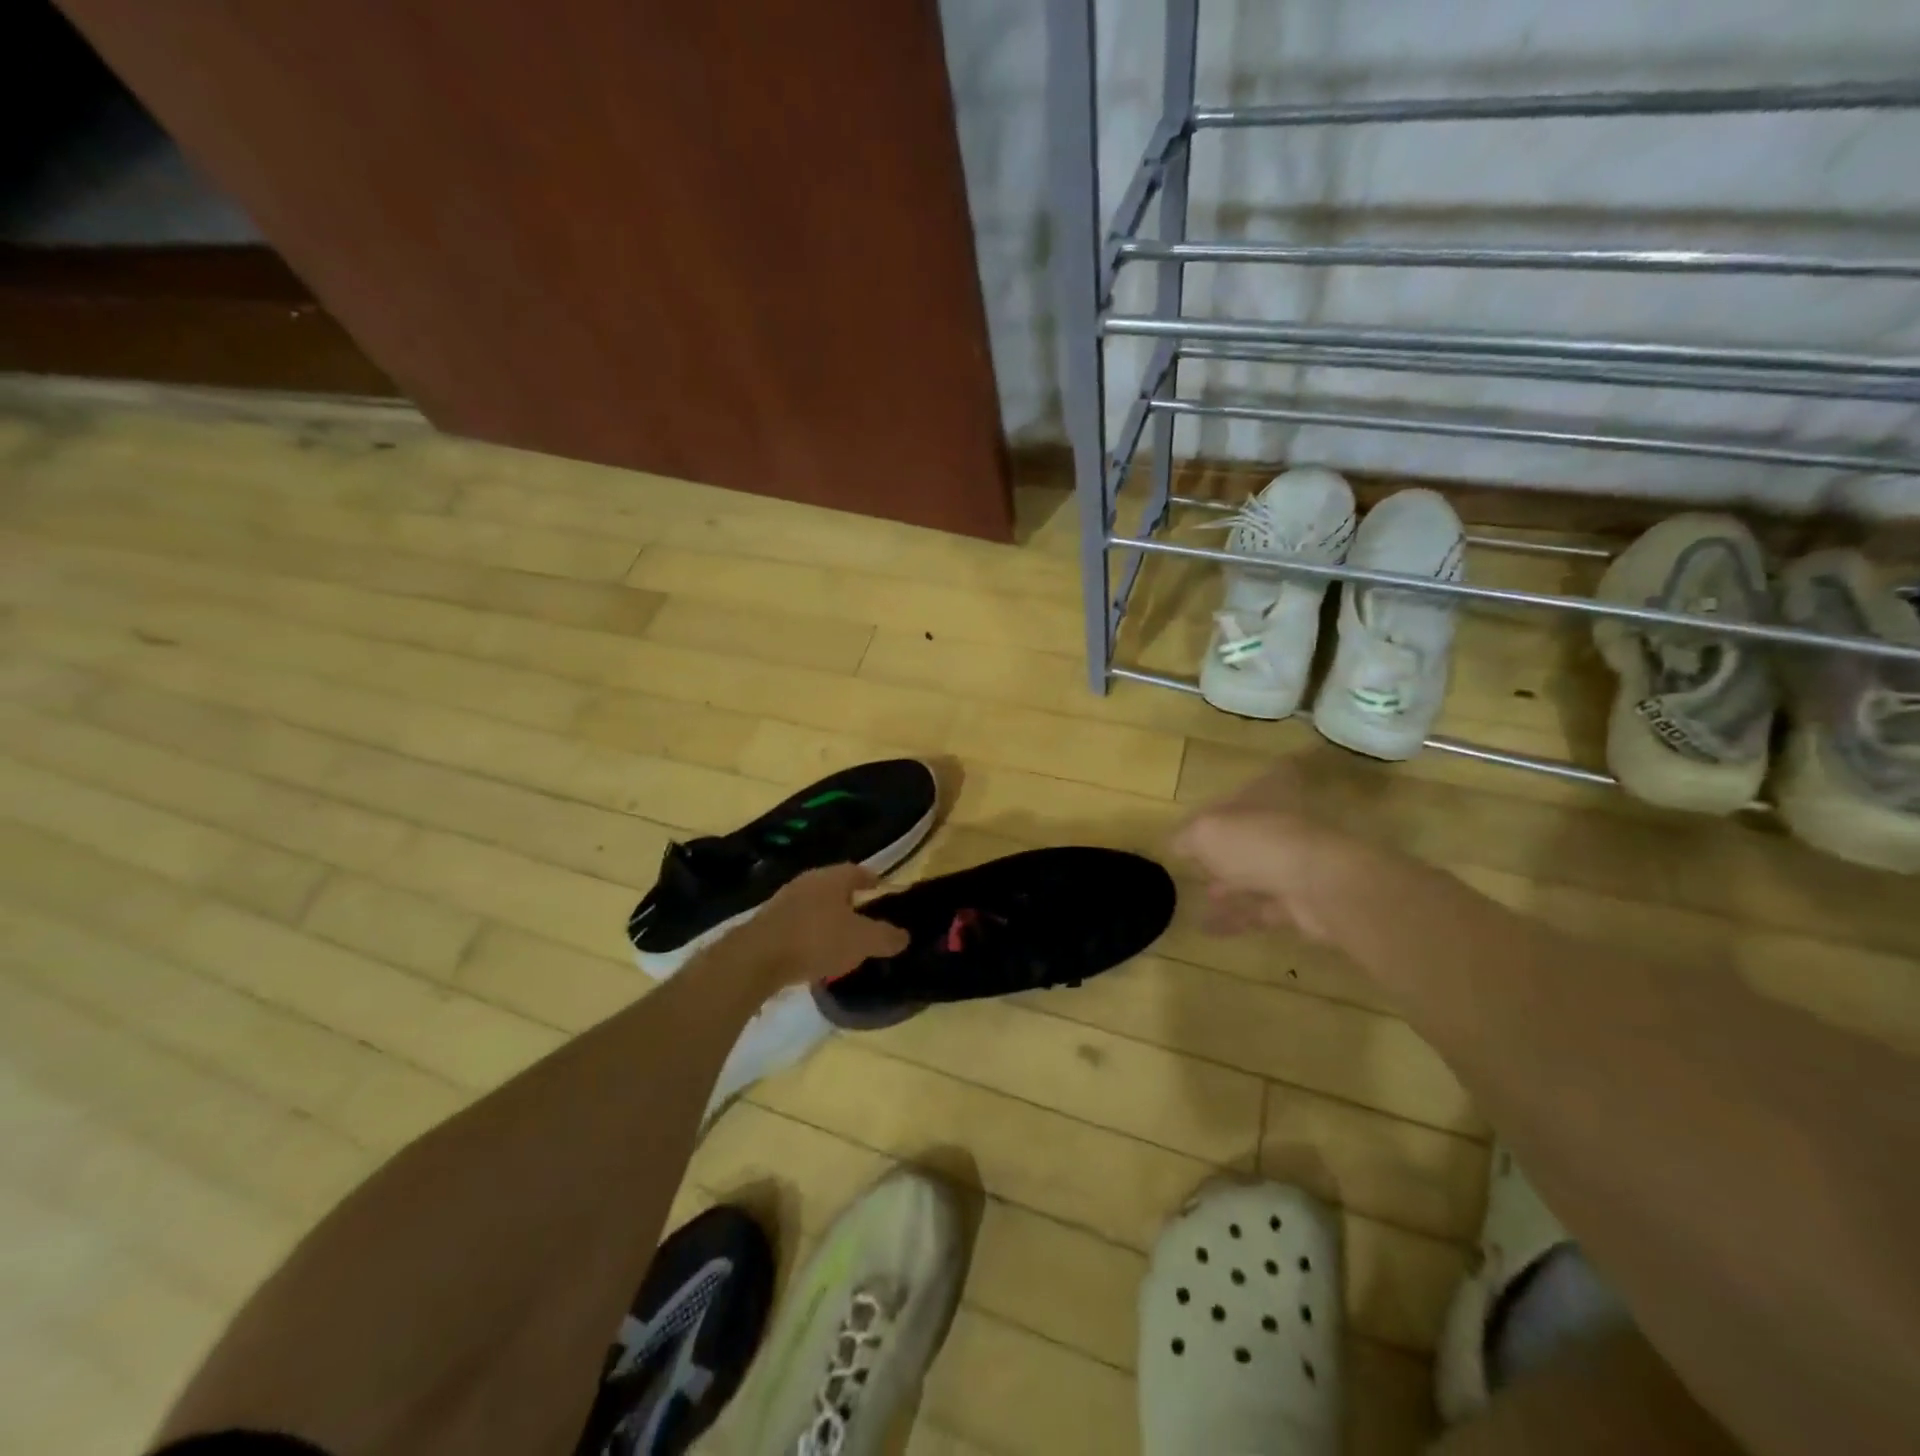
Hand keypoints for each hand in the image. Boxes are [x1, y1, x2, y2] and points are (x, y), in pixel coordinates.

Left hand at [720, 863, 909, 992]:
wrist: (757, 958)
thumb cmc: (817, 940)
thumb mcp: (862, 941)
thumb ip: (886, 937)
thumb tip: (904, 936)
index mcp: (833, 878)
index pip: (858, 871)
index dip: (871, 879)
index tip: (881, 887)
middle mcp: (808, 881)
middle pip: (834, 885)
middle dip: (849, 898)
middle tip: (863, 914)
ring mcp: (784, 900)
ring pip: (814, 904)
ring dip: (827, 916)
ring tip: (840, 936)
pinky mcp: (767, 922)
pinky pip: (797, 922)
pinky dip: (809, 932)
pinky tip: (813, 951)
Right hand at [1170, 758, 1386, 945]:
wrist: (1322, 886)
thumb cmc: (1259, 843)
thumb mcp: (1206, 832)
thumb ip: (1187, 837)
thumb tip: (1176, 845)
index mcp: (1262, 796)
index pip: (1231, 799)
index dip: (1208, 814)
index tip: (1187, 833)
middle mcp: (1280, 825)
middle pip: (1245, 837)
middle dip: (1220, 853)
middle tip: (1194, 868)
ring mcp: (1294, 863)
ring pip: (1254, 873)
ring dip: (1227, 887)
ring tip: (1200, 898)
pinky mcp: (1300, 900)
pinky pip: (1261, 908)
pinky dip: (1236, 918)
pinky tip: (1209, 928)